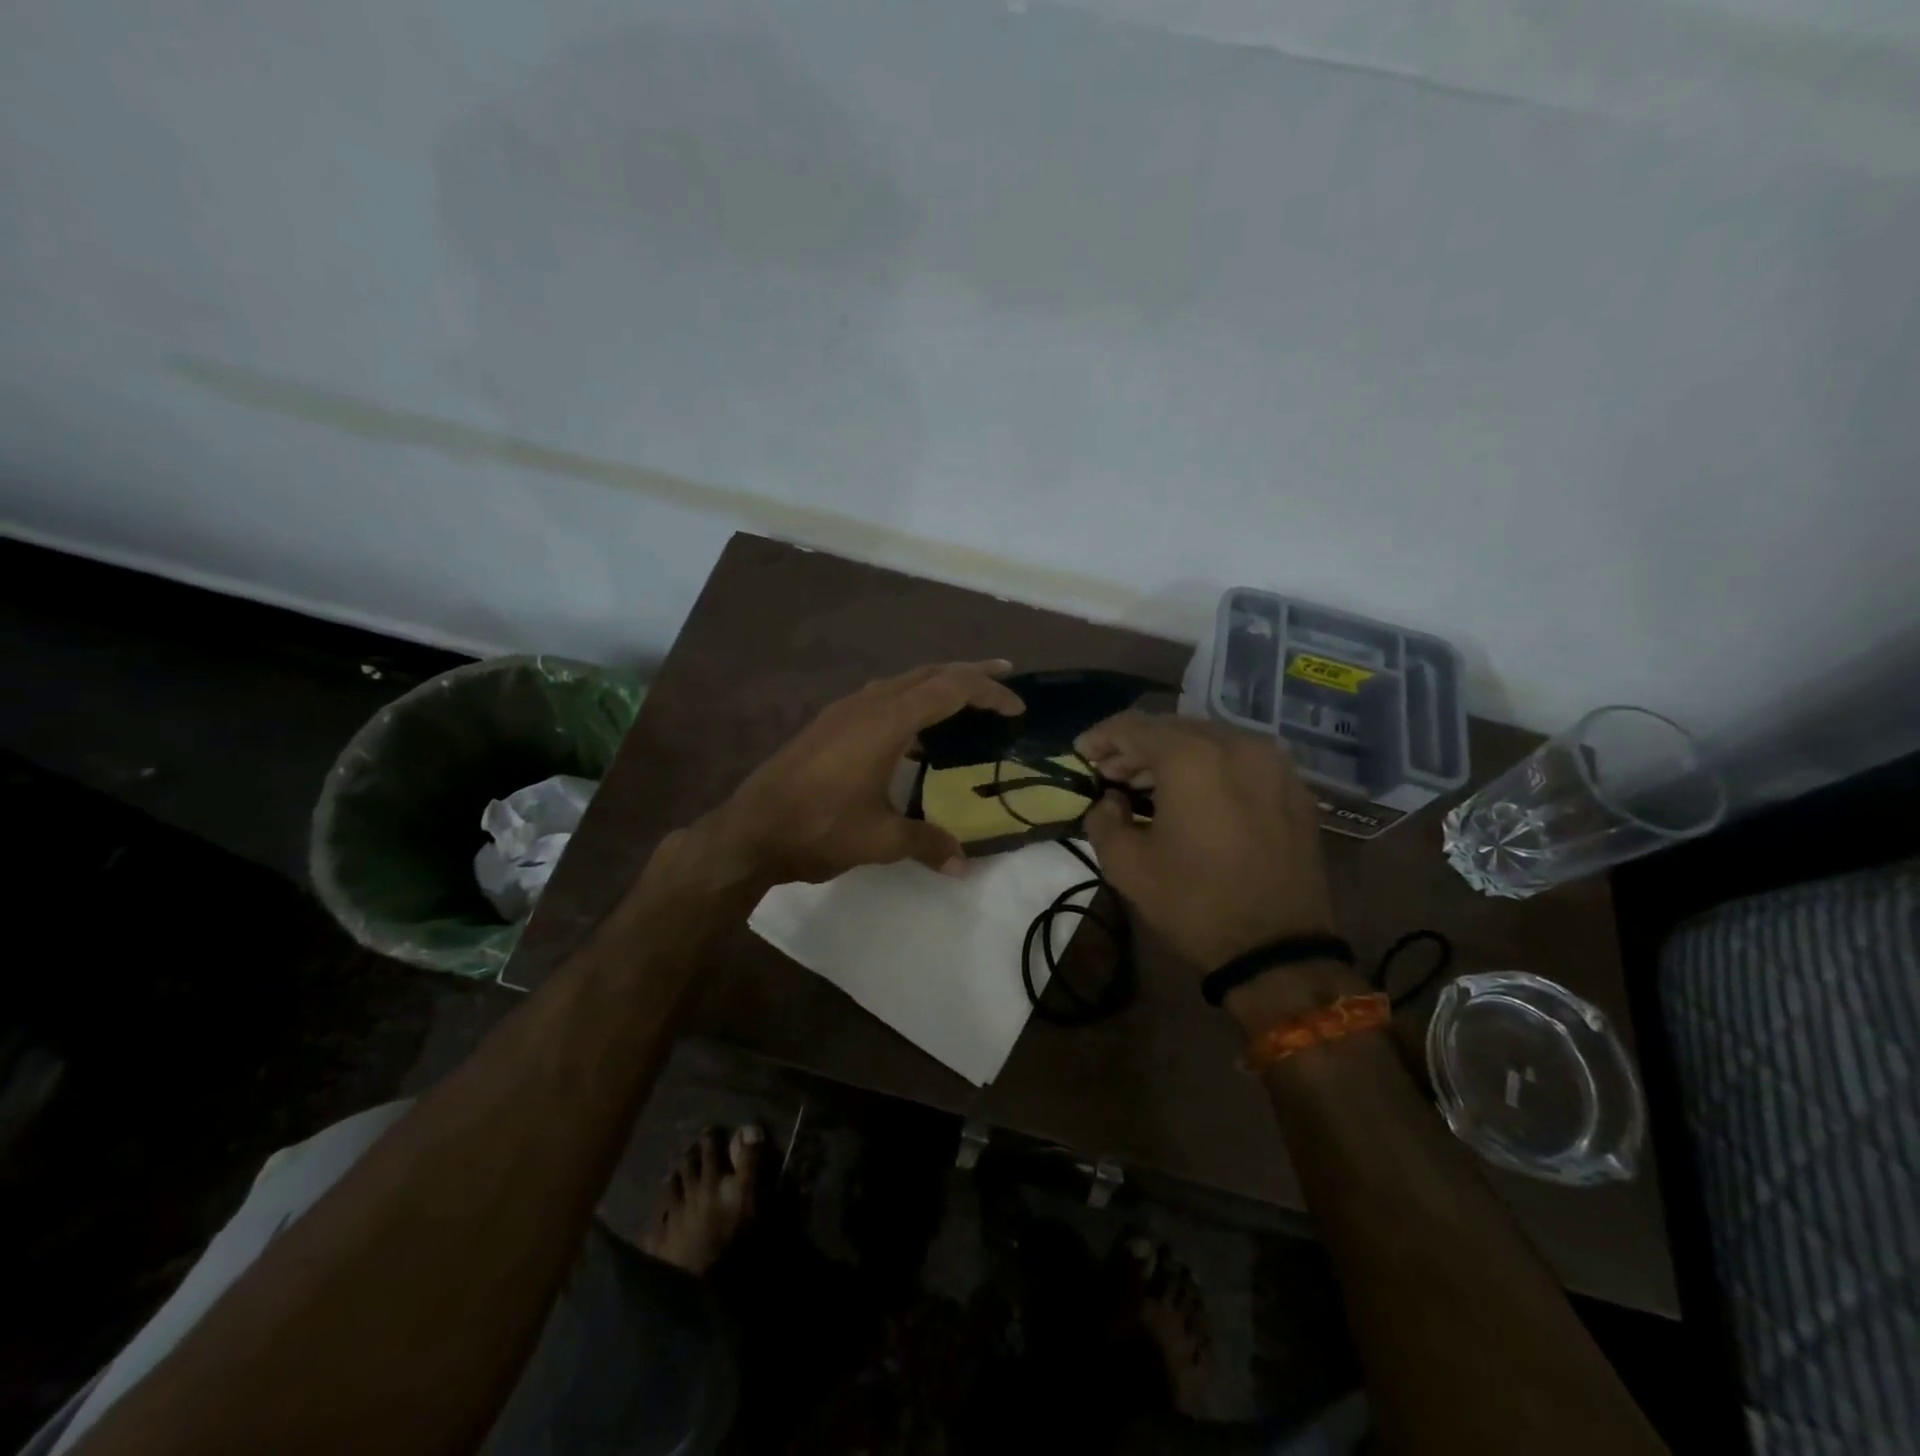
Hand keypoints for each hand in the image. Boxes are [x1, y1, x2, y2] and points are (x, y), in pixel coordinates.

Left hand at [703, 661, 1023, 885]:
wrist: (750, 830)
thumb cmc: (818, 828)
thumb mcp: (880, 839)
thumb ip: (926, 843)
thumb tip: (962, 865)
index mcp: (887, 721)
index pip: (949, 690)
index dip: (988, 692)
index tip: (1017, 707)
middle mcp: (867, 704)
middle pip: (928, 673)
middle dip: (968, 673)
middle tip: (1003, 676)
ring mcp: (843, 710)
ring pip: (901, 681)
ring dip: (936, 682)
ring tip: (964, 697)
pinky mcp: (828, 724)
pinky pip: (881, 696)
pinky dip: (909, 699)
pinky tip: (913, 728)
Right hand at [1075, 713, 1335, 970]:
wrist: (1278, 949)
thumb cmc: (1194, 902)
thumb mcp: (1126, 866)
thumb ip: (1103, 820)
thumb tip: (1110, 802)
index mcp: (1191, 757)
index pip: (1133, 727)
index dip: (1101, 737)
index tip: (1080, 754)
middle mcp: (1236, 744)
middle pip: (1173, 728)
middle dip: (1136, 747)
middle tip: (1110, 773)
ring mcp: (1273, 763)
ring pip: (1210, 740)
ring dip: (1173, 756)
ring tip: (1147, 785)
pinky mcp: (1294, 787)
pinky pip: (1241, 761)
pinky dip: (1211, 768)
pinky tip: (1195, 796)